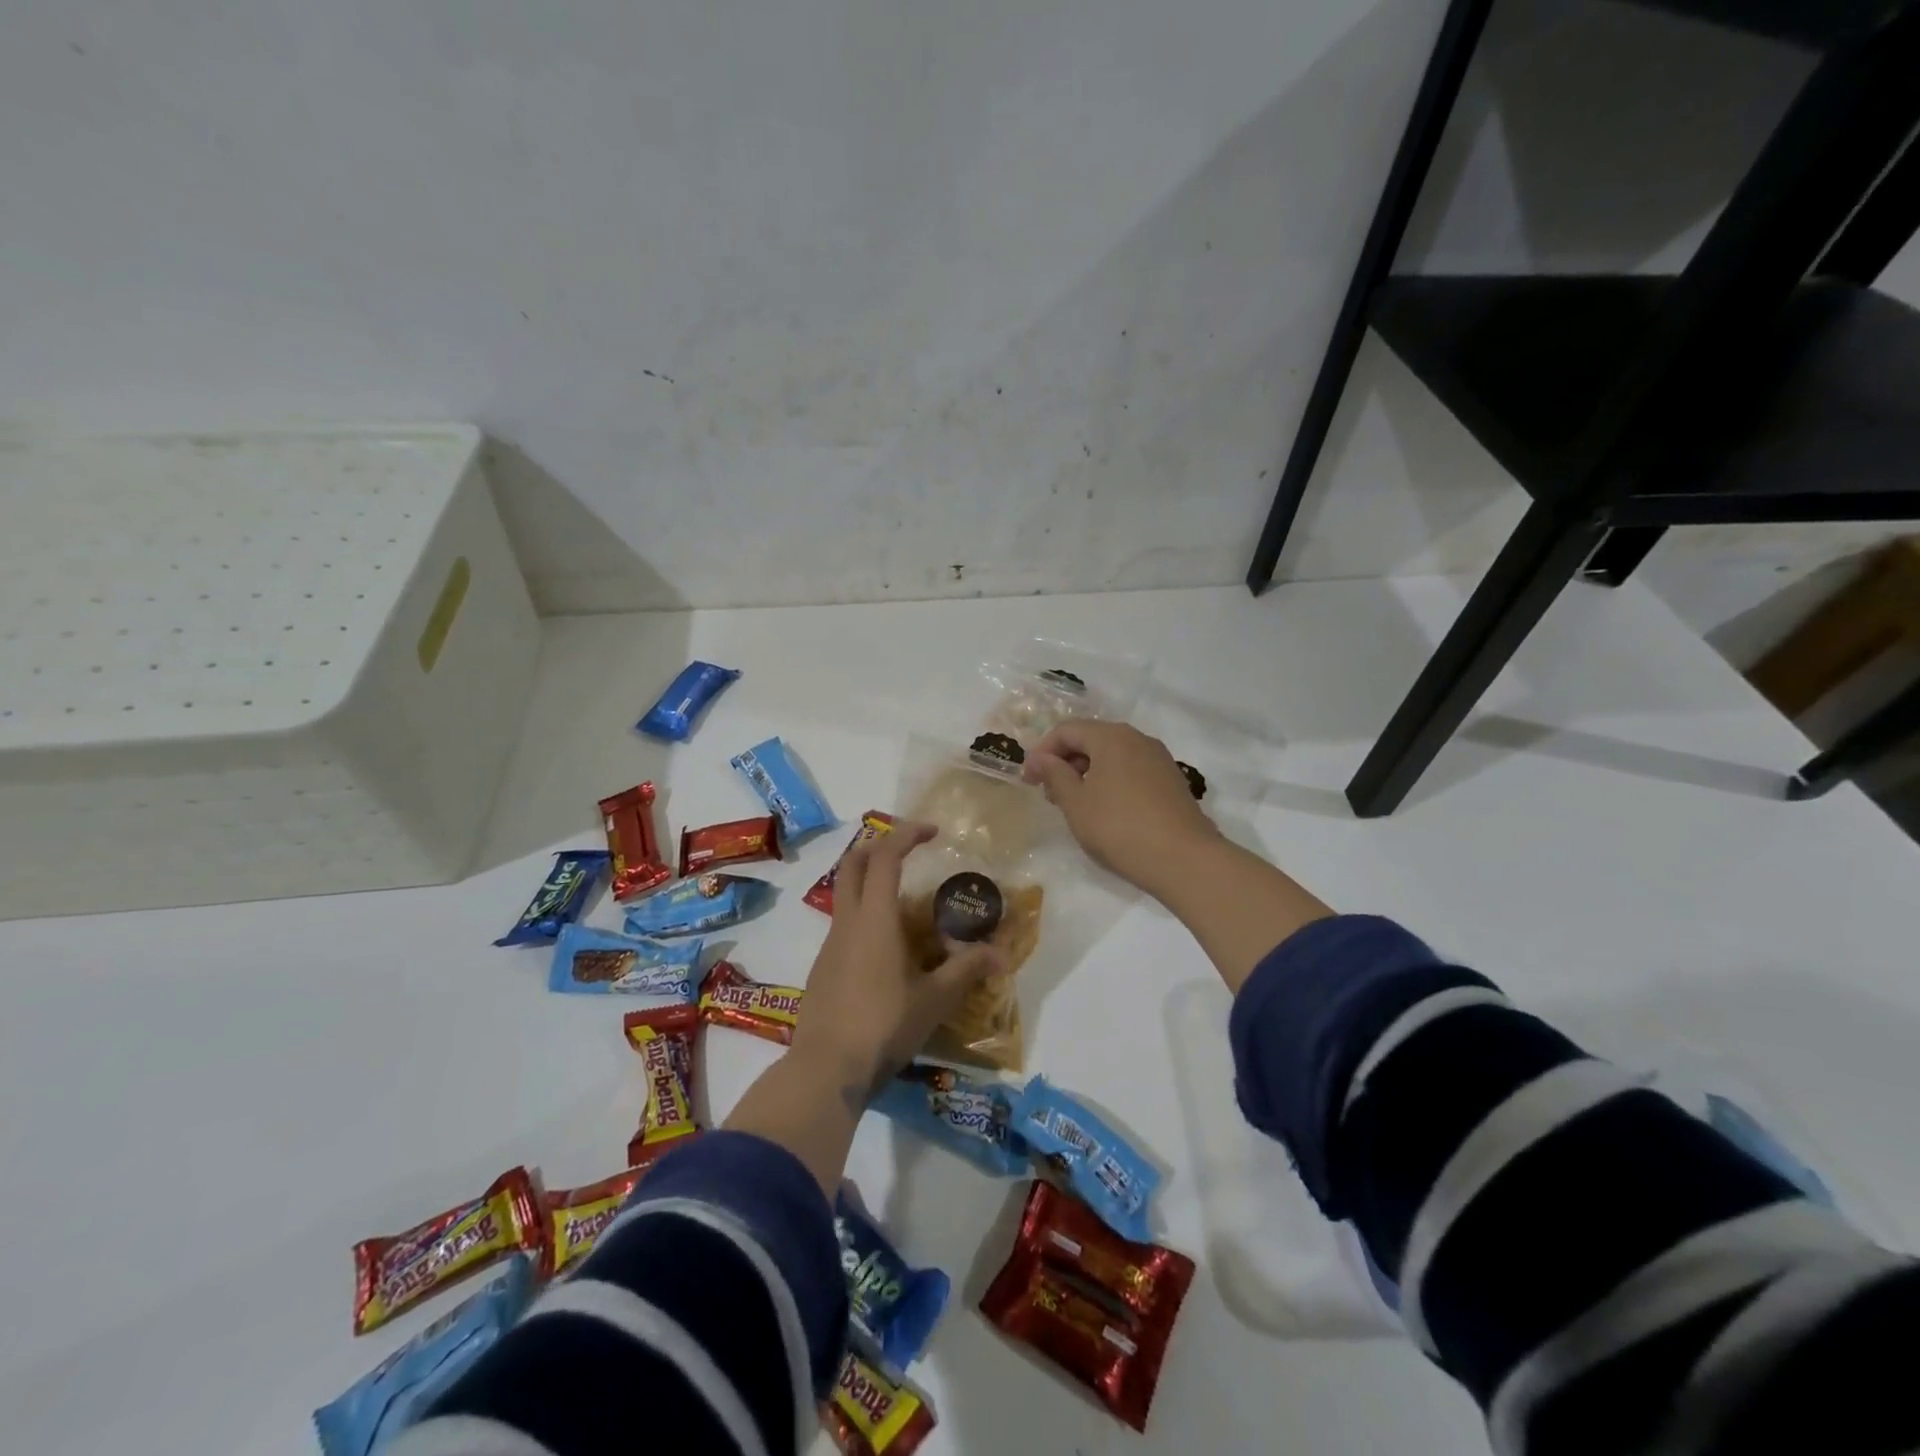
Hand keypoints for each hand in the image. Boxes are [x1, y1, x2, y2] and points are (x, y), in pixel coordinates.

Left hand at [789, 820, 1002, 1099]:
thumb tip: (1002, 954)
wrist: (825, 1070)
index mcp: (874, 919)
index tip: (932, 831)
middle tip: (910, 851)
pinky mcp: (822, 968)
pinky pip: (844, 925)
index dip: (907, 834)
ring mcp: (829, 945)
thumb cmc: (883, 1025)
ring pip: (845, 894)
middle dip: (879, 846)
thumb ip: (967, 971)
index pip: (884, 857)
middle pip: (853, 864)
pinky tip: (889, 951)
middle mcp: (847, 922)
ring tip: (909, 906)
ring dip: (872, 883)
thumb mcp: (934, 999)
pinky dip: (866, 916)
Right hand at [1022, 719, 1218, 894]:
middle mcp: (1137, 739)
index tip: (1028, 781)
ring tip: (1075, 805)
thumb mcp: (1076, 803)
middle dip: (1065, 762)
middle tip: (1049, 795)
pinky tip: (1105, 811)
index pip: (1066, 730)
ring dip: (1087, 773)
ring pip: (1112, 756)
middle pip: (1091, 739)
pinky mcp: (1171, 781)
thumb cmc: (1119, 827)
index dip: (1042, 752)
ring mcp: (1158, 759)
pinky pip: (1131, 770)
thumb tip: (1041, 759)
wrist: (1184, 859)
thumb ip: (1055, 775)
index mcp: (1111, 736)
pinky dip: (1110, 782)